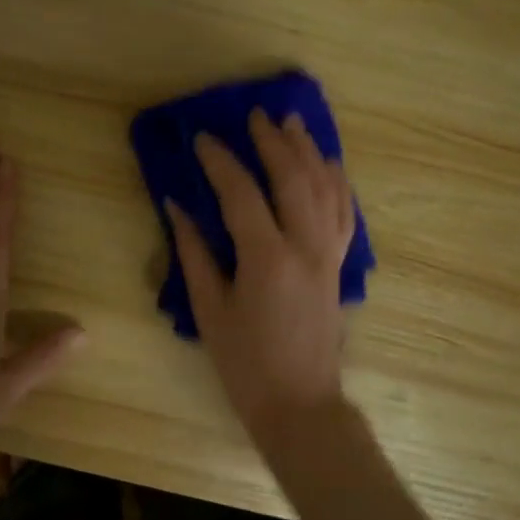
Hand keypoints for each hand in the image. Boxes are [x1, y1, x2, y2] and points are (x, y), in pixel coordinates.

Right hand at [166, 108, 355, 443]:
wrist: (300, 403)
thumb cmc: (245, 363)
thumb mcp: (209, 310)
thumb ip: (193, 253)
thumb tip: (176, 207)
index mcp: (267, 259)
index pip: (242, 194)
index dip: (220, 162)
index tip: (202, 138)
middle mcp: (305, 247)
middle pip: (294, 178)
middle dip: (272, 142)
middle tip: (254, 116)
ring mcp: (328, 255)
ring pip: (326, 188)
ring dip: (309, 151)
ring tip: (292, 123)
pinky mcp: (338, 265)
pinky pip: (344, 212)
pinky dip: (337, 182)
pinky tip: (329, 164)